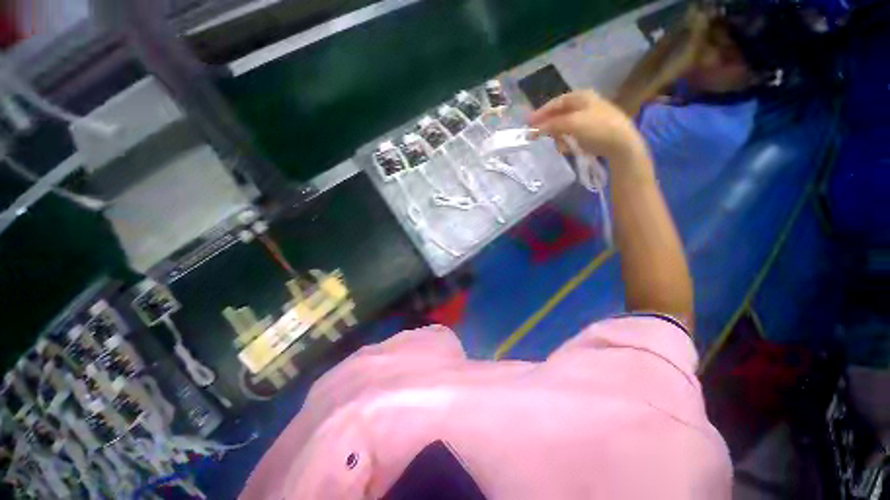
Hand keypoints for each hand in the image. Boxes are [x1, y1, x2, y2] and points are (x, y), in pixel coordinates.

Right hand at [529, 91, 648, 166]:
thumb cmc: (597, 128)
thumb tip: (534, 129)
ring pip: (564, 126)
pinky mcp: (591, 131)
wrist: (621, 144)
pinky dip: (567, 141)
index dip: (540, 112)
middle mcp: (584, 104)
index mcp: (581, 97)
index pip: (555, 103)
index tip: (528, 123)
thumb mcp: (572, 124)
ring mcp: (588, 118)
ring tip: (559, 147)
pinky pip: (572, 135)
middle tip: (537, 136)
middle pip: (559, 115)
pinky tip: (567, 149)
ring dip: (558, 137)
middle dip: (549, 127)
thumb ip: (551, 125)